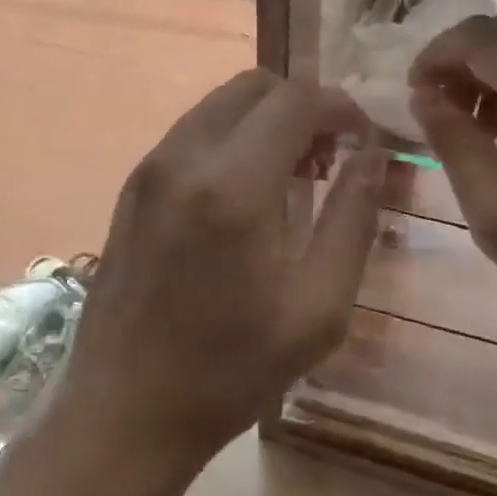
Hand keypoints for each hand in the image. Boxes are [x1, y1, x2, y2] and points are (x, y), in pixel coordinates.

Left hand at [58, 68, 386, 465]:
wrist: (124, 411)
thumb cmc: (230, 369)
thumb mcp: (318, 307)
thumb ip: (353, 217)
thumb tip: (372, 154)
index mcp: (233, 184)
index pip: (297, 100)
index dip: (341, 107)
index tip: (364, 138)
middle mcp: (186, 156)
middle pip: (256, 85)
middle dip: (304, 105)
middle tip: (330, 155)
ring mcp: (152, 165)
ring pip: (222, 101)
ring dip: (267, 117)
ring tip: (294, 172)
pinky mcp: (134, 182)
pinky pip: (195, 129)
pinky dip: (233, 135)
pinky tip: (247, 189)